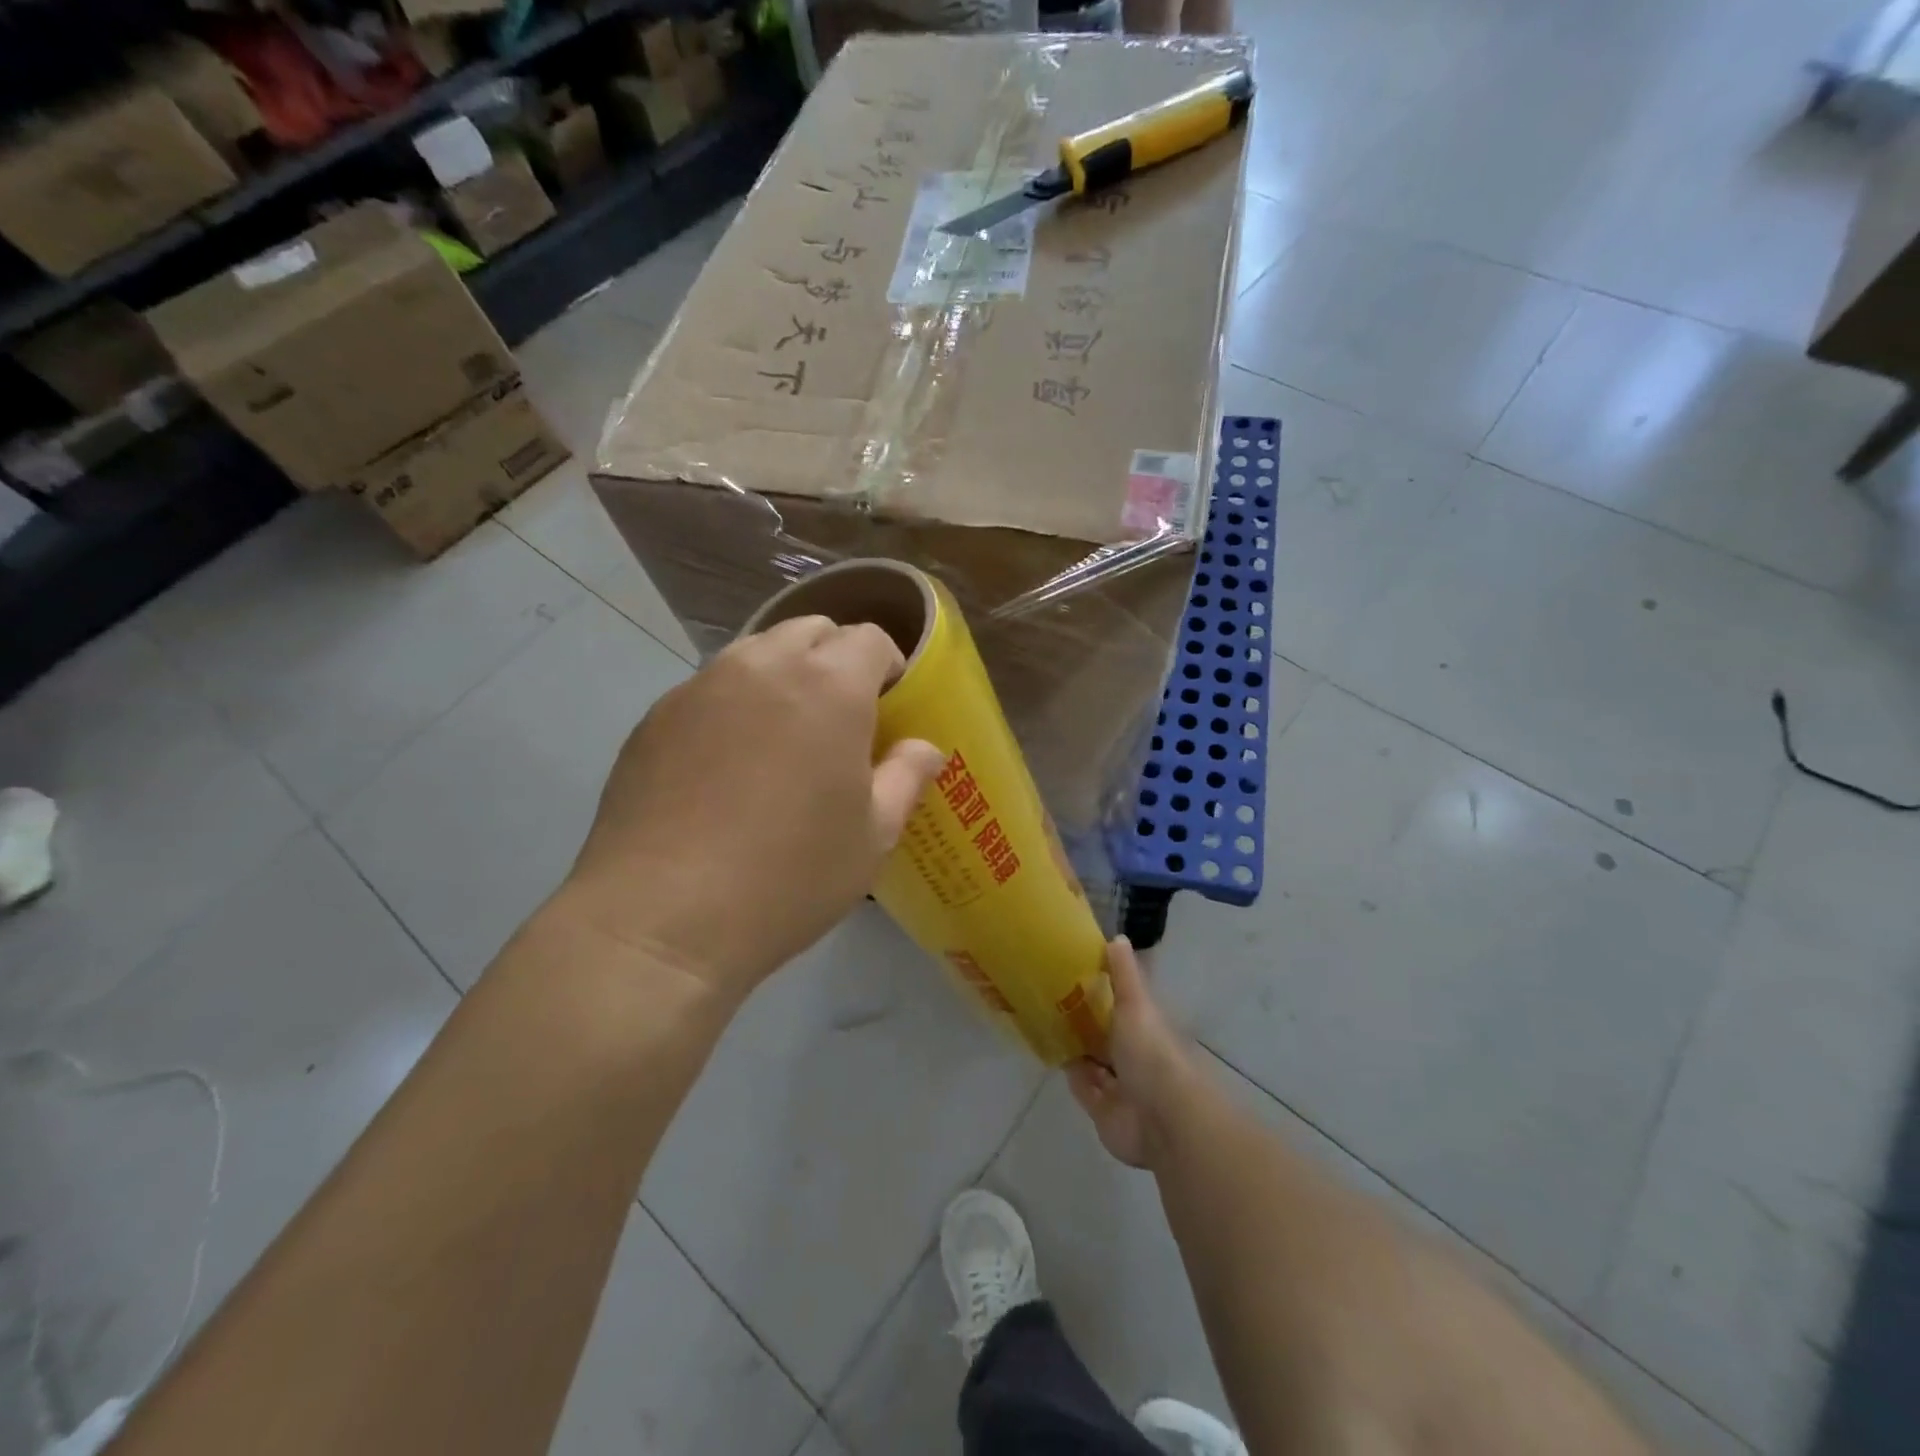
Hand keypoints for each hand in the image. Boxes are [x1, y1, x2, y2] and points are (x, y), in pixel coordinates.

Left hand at [557, 615, 944, 1002]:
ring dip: (782, 676)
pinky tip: (726, 767)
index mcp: (829, 686)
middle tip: (839, 720)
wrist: (661, 918)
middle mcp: (763, 666)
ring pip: (756, 653)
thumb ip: (905, 777)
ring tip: (782, 739)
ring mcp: (700, 686)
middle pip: (810, 631)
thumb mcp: (871, 837)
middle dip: (835, 660)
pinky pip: (709, 688)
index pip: (869, 639)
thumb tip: (925, 748)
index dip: (887, 666)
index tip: (888, 707)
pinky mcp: (655, 716)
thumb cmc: (789, 876)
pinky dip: (733, 705)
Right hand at [1066, 938, 1201, 1169]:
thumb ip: (1124, 974)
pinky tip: (1051, 1055)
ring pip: (1094, 1062)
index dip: (1104, 991)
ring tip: (1044, 1022)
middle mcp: (1136, 1056)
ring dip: (1076, 1048)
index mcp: (1147, 1028)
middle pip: (1107, 1035)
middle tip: (1050, 998)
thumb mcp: (1137, 1004)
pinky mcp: (1104, 1111)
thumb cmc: (1152, 1054)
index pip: (1125, 1005)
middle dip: (1086, 1021)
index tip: (1076, 974)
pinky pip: (1083, 1088)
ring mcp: (1121, 1086)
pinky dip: (1071, 1074)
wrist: (1162, 1119)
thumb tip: (1117, 937)